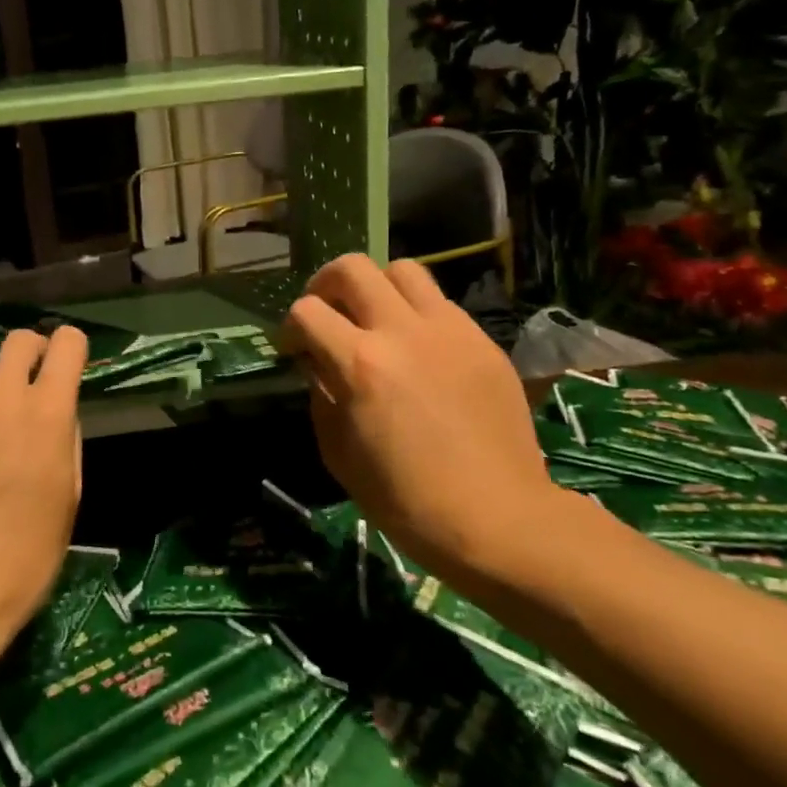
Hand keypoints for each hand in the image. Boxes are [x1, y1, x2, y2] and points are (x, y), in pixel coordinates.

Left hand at [0, 326, 87, 668]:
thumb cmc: (28, 554)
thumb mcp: (68, 495)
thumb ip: (64, 440)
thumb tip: (54, 417)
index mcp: (47, 413)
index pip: (67, 345)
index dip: (70, 348)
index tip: (68, 362)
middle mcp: (0, 398)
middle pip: (18, 342)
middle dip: (30, 352)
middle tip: (29, 388)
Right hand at [280, 255, 563, 579]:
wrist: (497, 519)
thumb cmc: (405, 499)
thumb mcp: (338, 453)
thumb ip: (321, 395)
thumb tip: (318, 364)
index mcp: (360, 364)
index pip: (306, 311)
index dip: (290, 327)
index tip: (294, 349)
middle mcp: (402, 332)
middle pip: (352, 267)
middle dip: (326, 284)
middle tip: (326, 313)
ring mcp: (450, 331)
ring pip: (402, 270)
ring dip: (376, 288)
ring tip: (374, 319)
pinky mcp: (483, 341)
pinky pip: (441, 304)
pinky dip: (417, 314)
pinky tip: (419, 350)